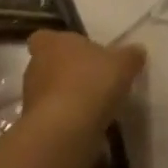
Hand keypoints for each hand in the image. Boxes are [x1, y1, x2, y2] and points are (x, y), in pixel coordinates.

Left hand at [20, 29, 144, 138]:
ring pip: (49, 93)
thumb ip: (130, 56)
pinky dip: (66, 121)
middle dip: (66, 72)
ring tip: (92, 107)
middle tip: (91, 80)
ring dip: (66, 98)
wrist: (65, 130)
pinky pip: (52, 118)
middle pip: (48, 65)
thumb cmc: (91, 82)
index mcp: (51, 43)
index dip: (58, 44)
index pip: (45, 38)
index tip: (78, 53)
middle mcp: (35, 66)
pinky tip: (86, 127)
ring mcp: (30, 98)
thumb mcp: (122, 64)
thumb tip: (137, 51)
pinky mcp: (34, 126)